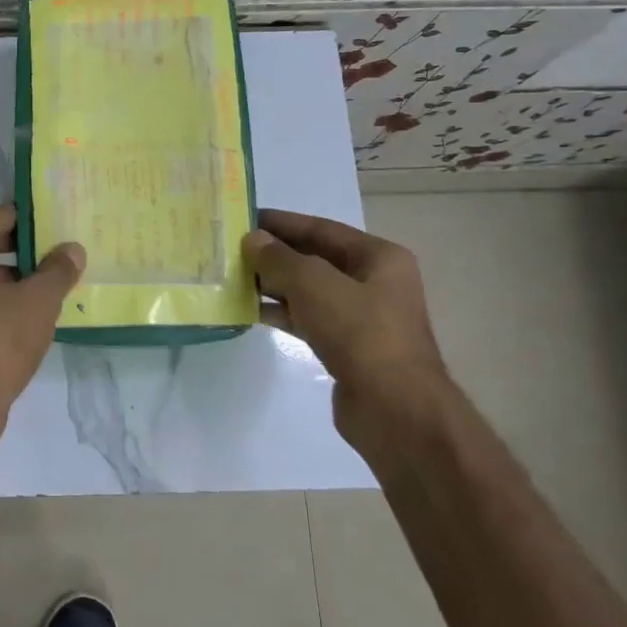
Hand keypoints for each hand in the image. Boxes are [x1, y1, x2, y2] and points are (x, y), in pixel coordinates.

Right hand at [241, 208, 448, 440]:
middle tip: (231, 249)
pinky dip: (281, 314)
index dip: (283, 222)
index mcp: (379, 258)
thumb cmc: (360, 333)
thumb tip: (252, 240)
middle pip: (315, 259)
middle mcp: (374, 282)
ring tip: (233, 278)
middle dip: (275, 254)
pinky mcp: (347, 348)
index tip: (244, 217)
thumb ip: (279, 259)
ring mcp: (361, 318)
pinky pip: (308, 320)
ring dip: (274, 285)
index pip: (322, 228)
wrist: (394, 409)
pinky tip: (251, 312)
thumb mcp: (314, 285)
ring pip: (309, 292)